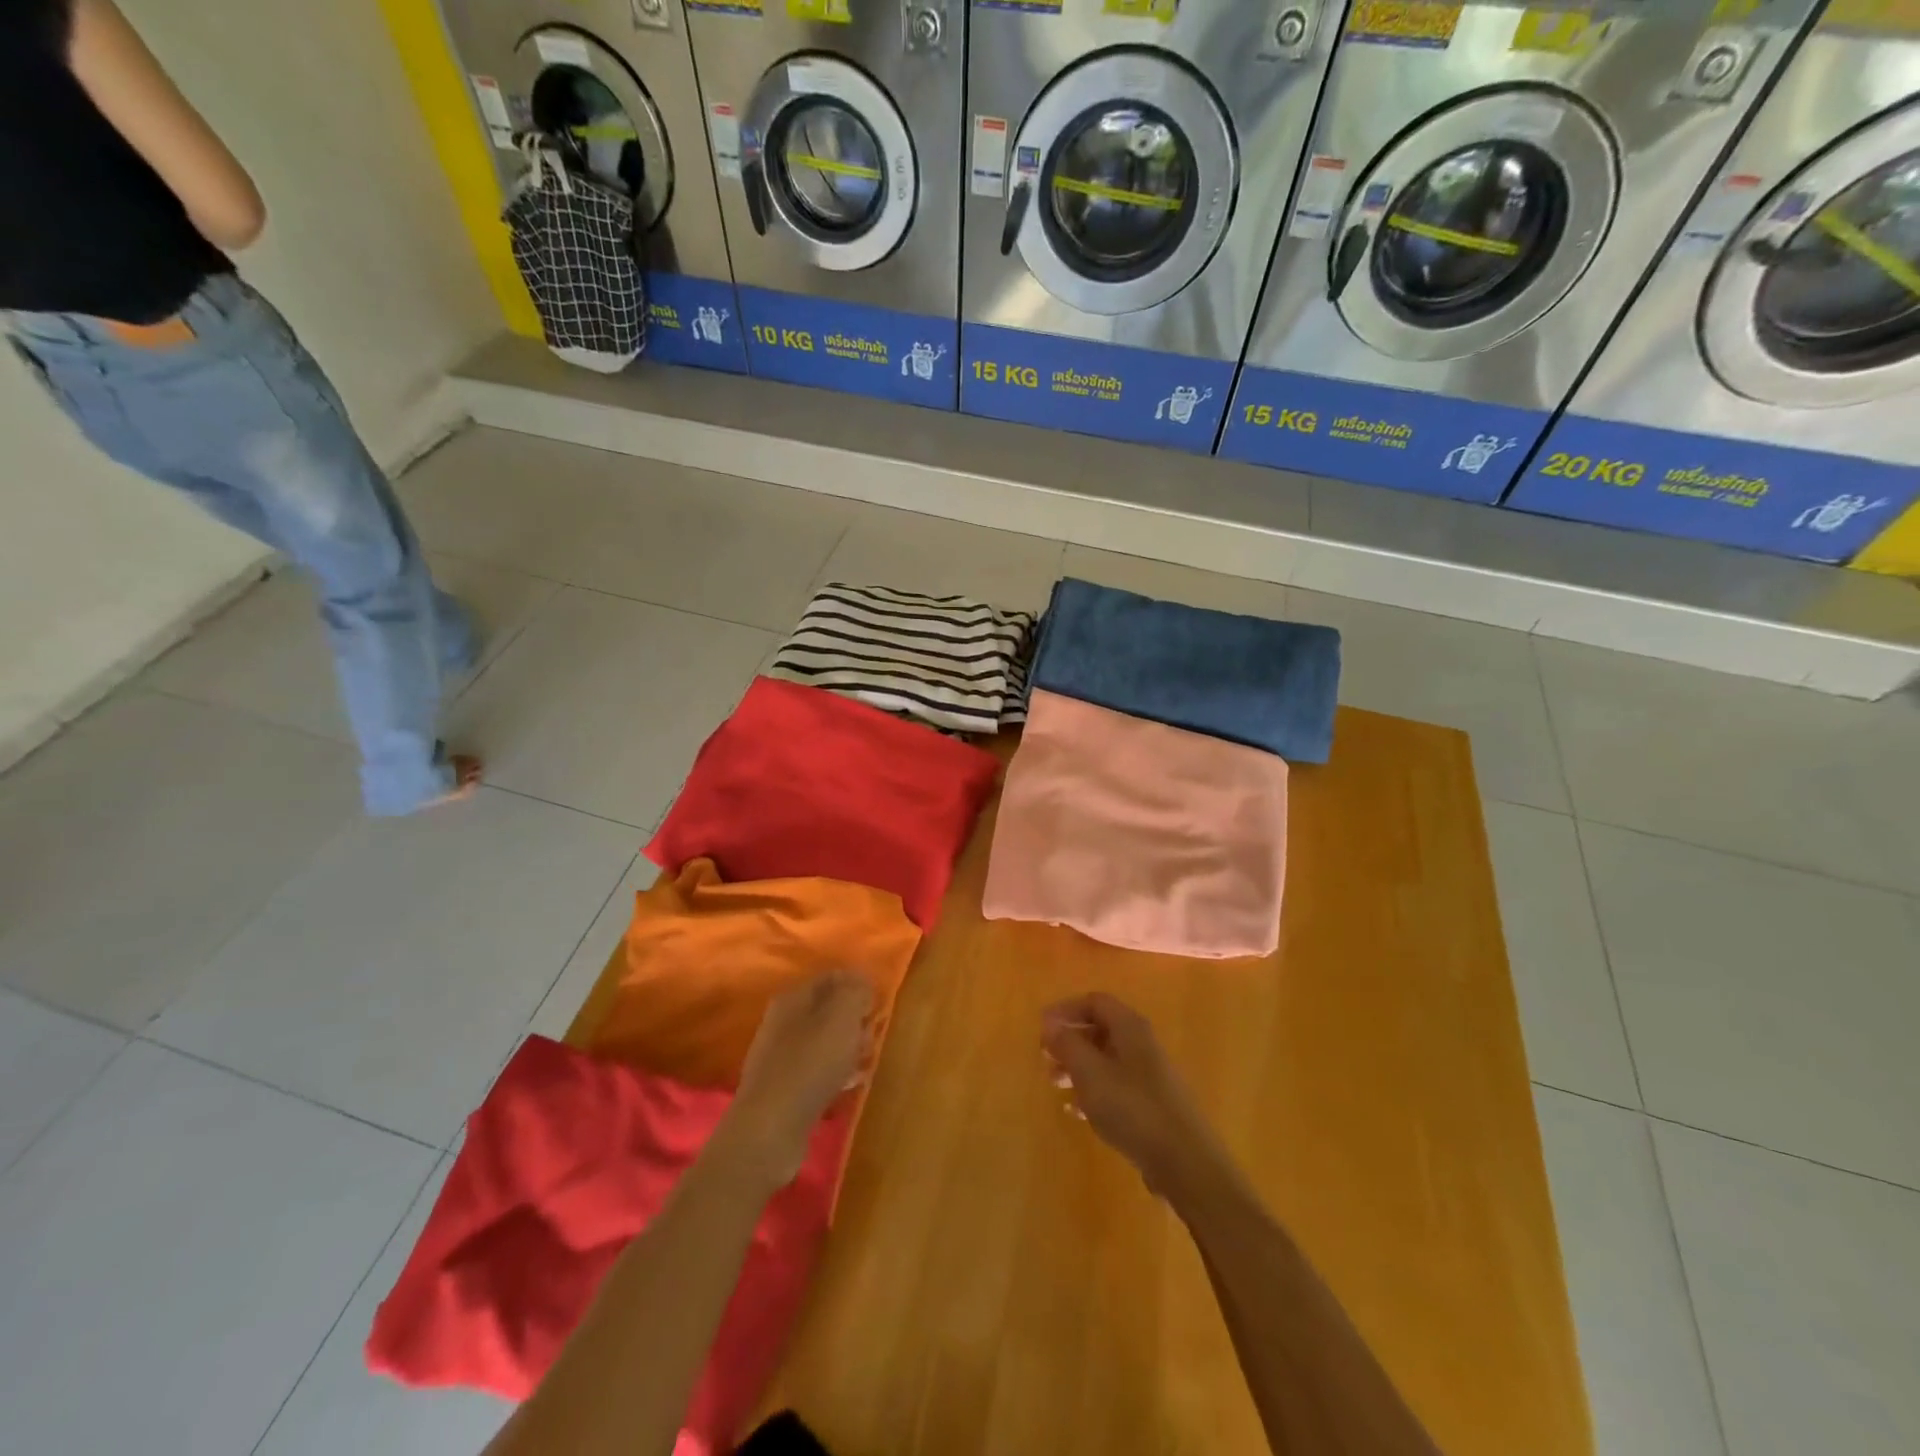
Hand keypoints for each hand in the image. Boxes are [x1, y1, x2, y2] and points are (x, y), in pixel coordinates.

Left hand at [723, 970, 875, 1189]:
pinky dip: (833, 1073)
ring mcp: (778, 1056)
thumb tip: (861, 981)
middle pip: (828, 1010)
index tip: (878, 1005)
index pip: (832, 977)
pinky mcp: (781, 1088)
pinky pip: (816, 1070)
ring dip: (846, 1049)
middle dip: (854, 1021)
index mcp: (793, 997)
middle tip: (870, 1038)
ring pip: (823, 1041)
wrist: (770, 1129)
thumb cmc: (810, 1065)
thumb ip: (855, 991)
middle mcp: (781, 1021)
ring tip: (863, 1065)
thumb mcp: (842, 1017)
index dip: (858, 986)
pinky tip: (846, 1086)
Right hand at [1042, 993, 1220, 1199]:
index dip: (1066, 1010)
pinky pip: (1116, 1088)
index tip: (1041, 1028)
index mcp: (1130, 1028)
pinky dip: (1093, 1092)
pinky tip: (1076, 1112)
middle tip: (1045, 1059)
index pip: (1095, 1002)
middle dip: (1070, 1041)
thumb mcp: (1090, 1072)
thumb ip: (1067, 1044)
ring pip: (1106, 1060)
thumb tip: (1050, 1023)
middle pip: (1100, 1029)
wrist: (1185, 1163)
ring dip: (1078, 1068)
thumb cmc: (1133, 1108)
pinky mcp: (1151, 1105)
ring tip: (1055, 1085)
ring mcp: (1149, 1076)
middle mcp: (1142, 1045)